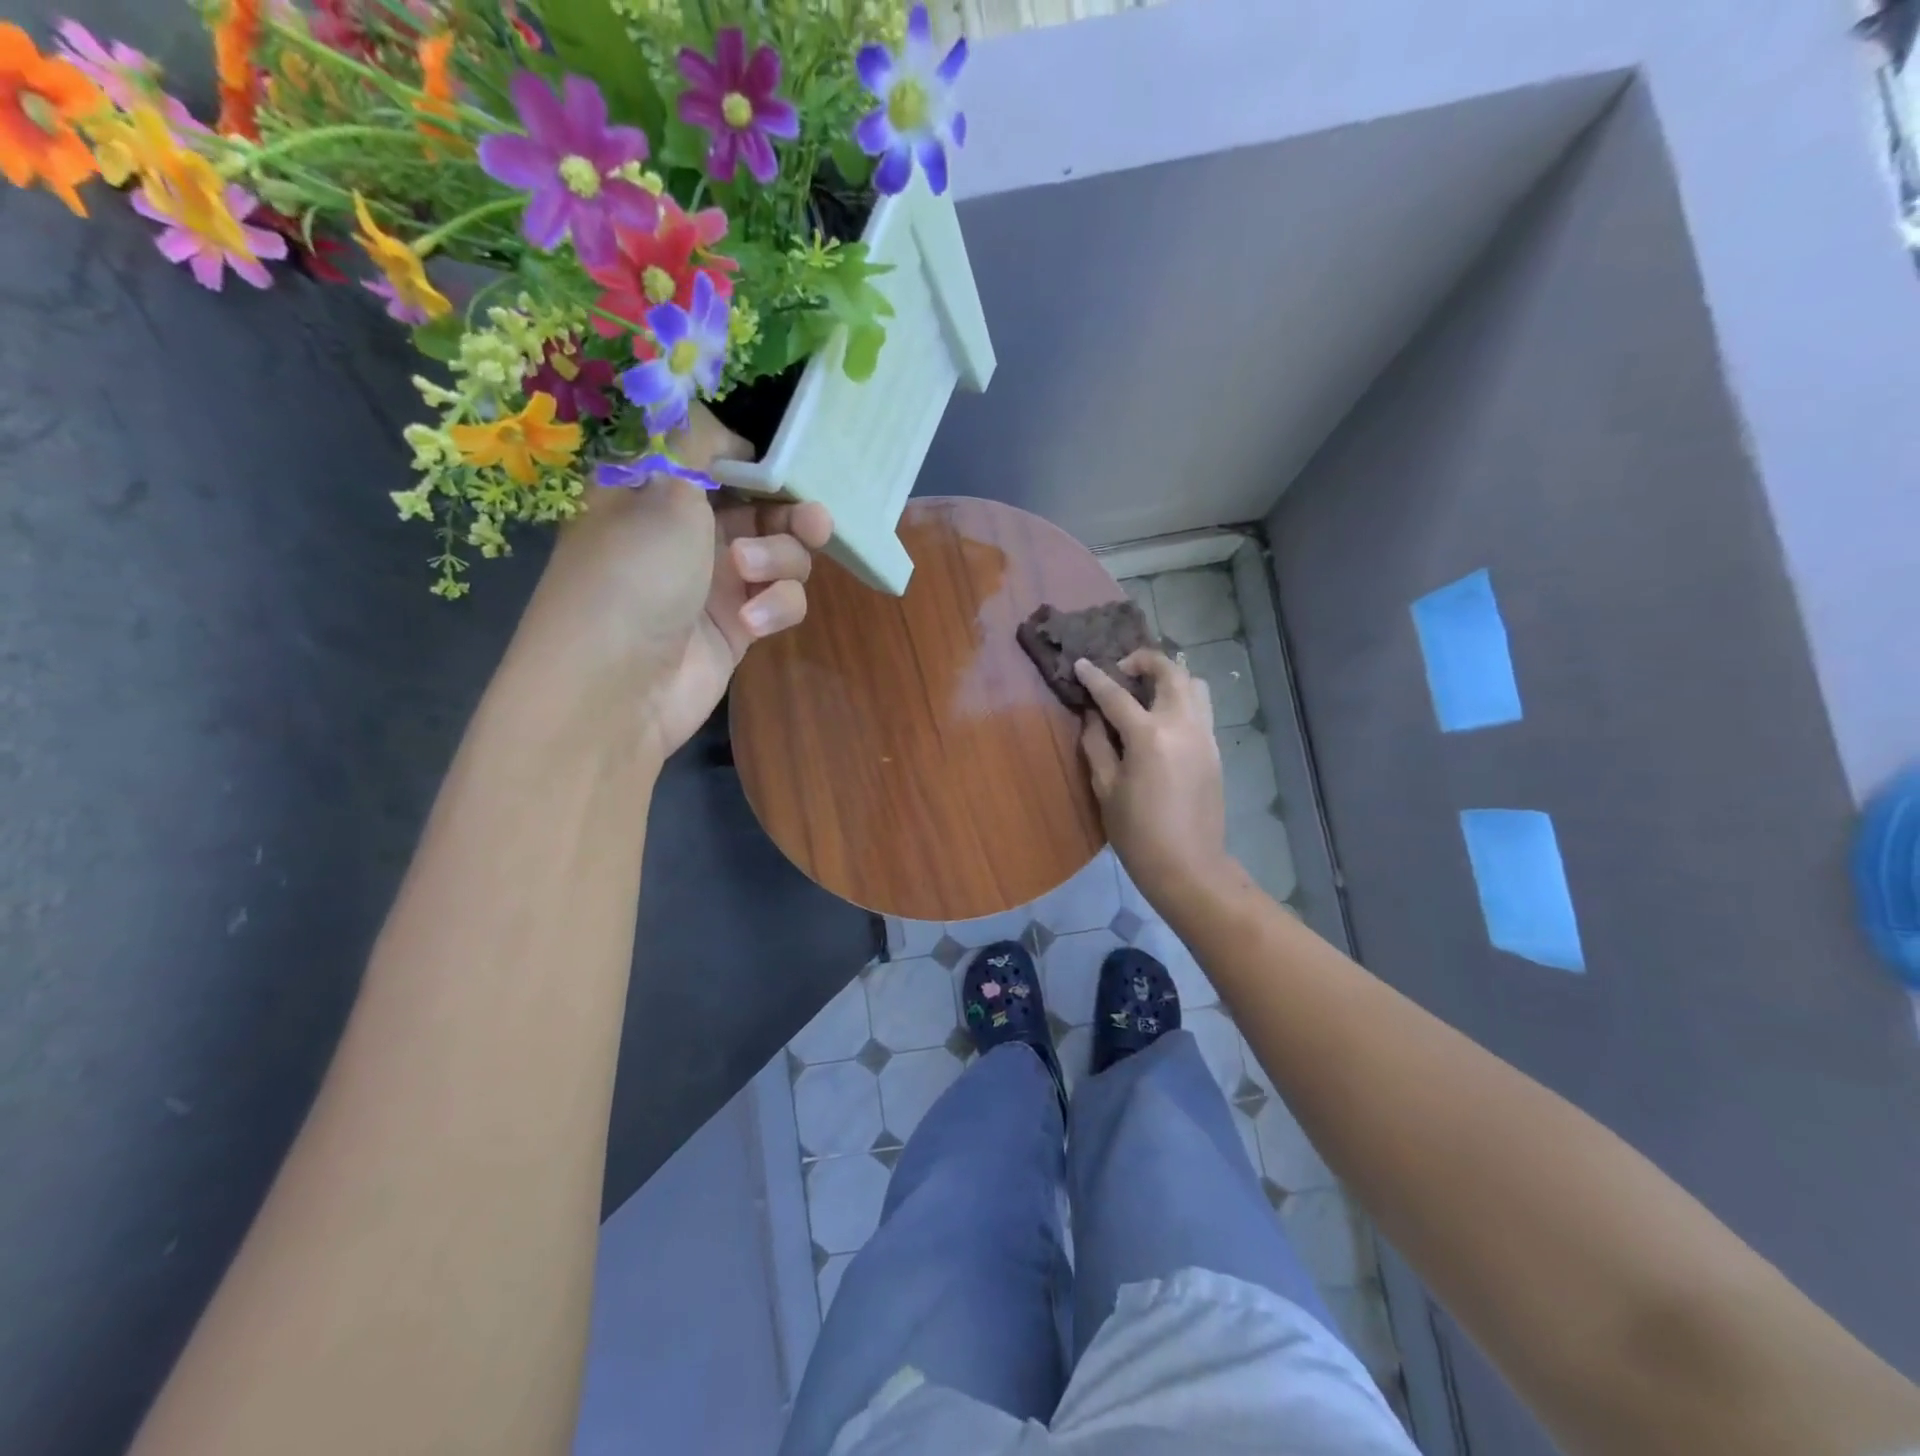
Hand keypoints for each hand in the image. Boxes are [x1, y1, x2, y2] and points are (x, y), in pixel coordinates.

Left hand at [516, 405, 833, 760]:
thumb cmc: (632, 575)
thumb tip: (717, 420)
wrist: (616, 689)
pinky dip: (776, 605)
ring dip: (779, 559)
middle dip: (790, 513)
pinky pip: (780, 599)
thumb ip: (697, 444)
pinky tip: (753, 621)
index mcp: (655, 491)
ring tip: (751, 573)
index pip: (714, 458)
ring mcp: (715, 582)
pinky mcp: (739, 625)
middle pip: (761, 508)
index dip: (753, 460)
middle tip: (815, 521)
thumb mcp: (661, 490)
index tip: (782, 465)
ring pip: (779, 554)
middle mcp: (687, 532)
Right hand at [1076, 651, 1232, 912]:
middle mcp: (1182, 725)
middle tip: (1121, 671)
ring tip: (1146, 690)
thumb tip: (1093, 716)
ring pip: (1194, 684)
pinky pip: (1201, 708)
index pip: (1116, 694)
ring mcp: (1205, 735)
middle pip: (1169, 672)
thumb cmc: (1137, 832)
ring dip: (1169, 677)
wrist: (1188, 866)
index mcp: (1149, 736)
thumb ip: (1096, 744)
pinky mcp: (1215, 749)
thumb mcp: (1106, 788)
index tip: (1081, 663)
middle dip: (1143, 661)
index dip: (1095, 677)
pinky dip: (1182, 699)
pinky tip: (1161, 719)